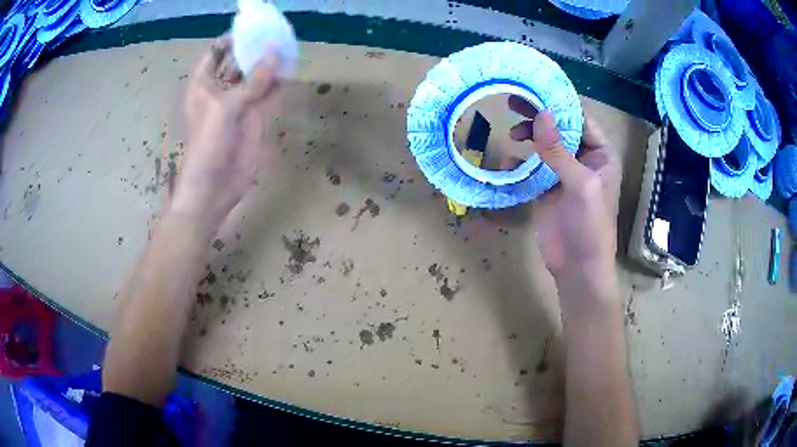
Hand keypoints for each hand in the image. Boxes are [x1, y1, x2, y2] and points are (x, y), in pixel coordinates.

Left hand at [171, 37, 281, 233]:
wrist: (215, 188)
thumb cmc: (208, 146)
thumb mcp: (227, 108)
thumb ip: (253, 80)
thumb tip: (275, 52)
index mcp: (204, 85)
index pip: (215, 53)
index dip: (231, 39)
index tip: (253, 28)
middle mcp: (220, 91)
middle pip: (238, 62)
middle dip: (254, 49)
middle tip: (277, 33)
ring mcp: (239, 105)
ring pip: (256, 77)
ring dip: (269, 65)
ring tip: (288, 46)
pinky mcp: (255, 119)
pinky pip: (268, 95)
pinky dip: (279, 84)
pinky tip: (291, 71)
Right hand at [507, 96, 621, 283]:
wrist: (578, 268)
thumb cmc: (590, 225)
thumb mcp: (580, 185)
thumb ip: (559, 151)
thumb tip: (542, 114)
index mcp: (600, 154)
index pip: (580, 120)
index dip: (559, 104)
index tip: (534, 90)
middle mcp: (583, 159)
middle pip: (559, 129)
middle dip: (539, 116)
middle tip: (514, 102)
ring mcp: (563, 174)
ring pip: (544, 146)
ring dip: (529, 137)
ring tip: (513, 135)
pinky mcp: (546, 189)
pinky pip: (532, 168)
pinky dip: (518, 163)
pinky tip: (507, 163)